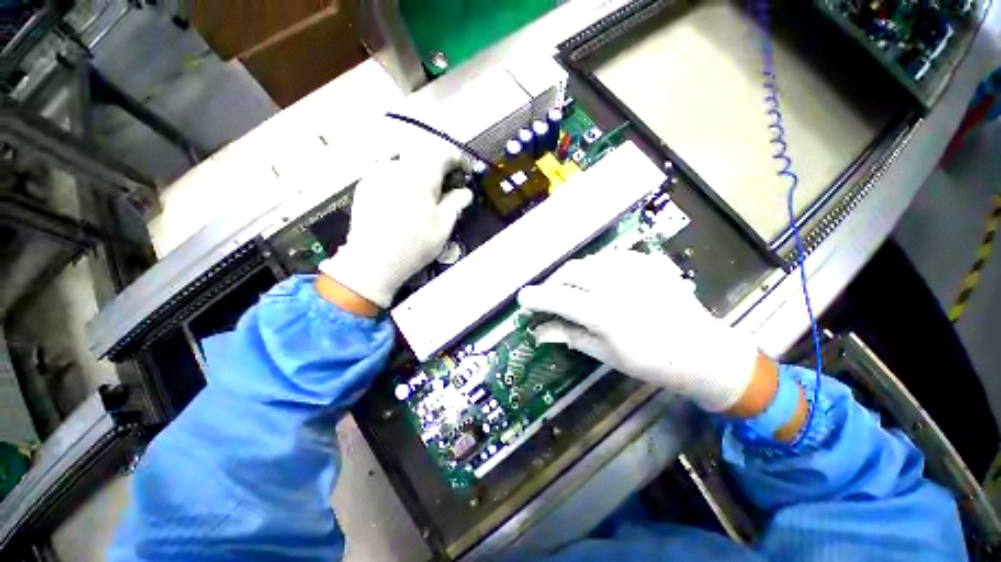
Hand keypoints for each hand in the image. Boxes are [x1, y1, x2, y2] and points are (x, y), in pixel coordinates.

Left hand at [319, 142, 472, 308]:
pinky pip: (390, 175)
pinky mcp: (365, 186)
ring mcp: (377, 175)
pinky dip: (403, 182)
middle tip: (448, 190)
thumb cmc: (414, 244)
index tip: (466, 174)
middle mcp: (396, 167)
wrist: (372, 262)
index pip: (443, 152)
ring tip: (425, 200)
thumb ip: (456, 203)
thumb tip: (465, 192)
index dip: (459, 161)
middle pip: (424, 157)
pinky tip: (404, 204)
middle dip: (439, 170)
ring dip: (421, 176)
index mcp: (420, 174)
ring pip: (406, 166)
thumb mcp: (443, 225)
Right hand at [517, 251, 759, 411]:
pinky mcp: (648, 262)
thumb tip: (538, 331)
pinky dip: (598, 267)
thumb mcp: (605, 354)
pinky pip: (611, 257)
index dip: (536, 297)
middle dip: (554, 282)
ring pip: (588, 261)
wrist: (701, 351)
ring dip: (575, 274)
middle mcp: (616, 285)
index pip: (558, 298)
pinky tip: (603, 281)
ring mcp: (635, 269)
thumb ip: (569, 335)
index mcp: (604, 313)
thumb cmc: (650, 362)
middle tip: (552, 296)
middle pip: (570, 271)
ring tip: (576, 289)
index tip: (523, 298)